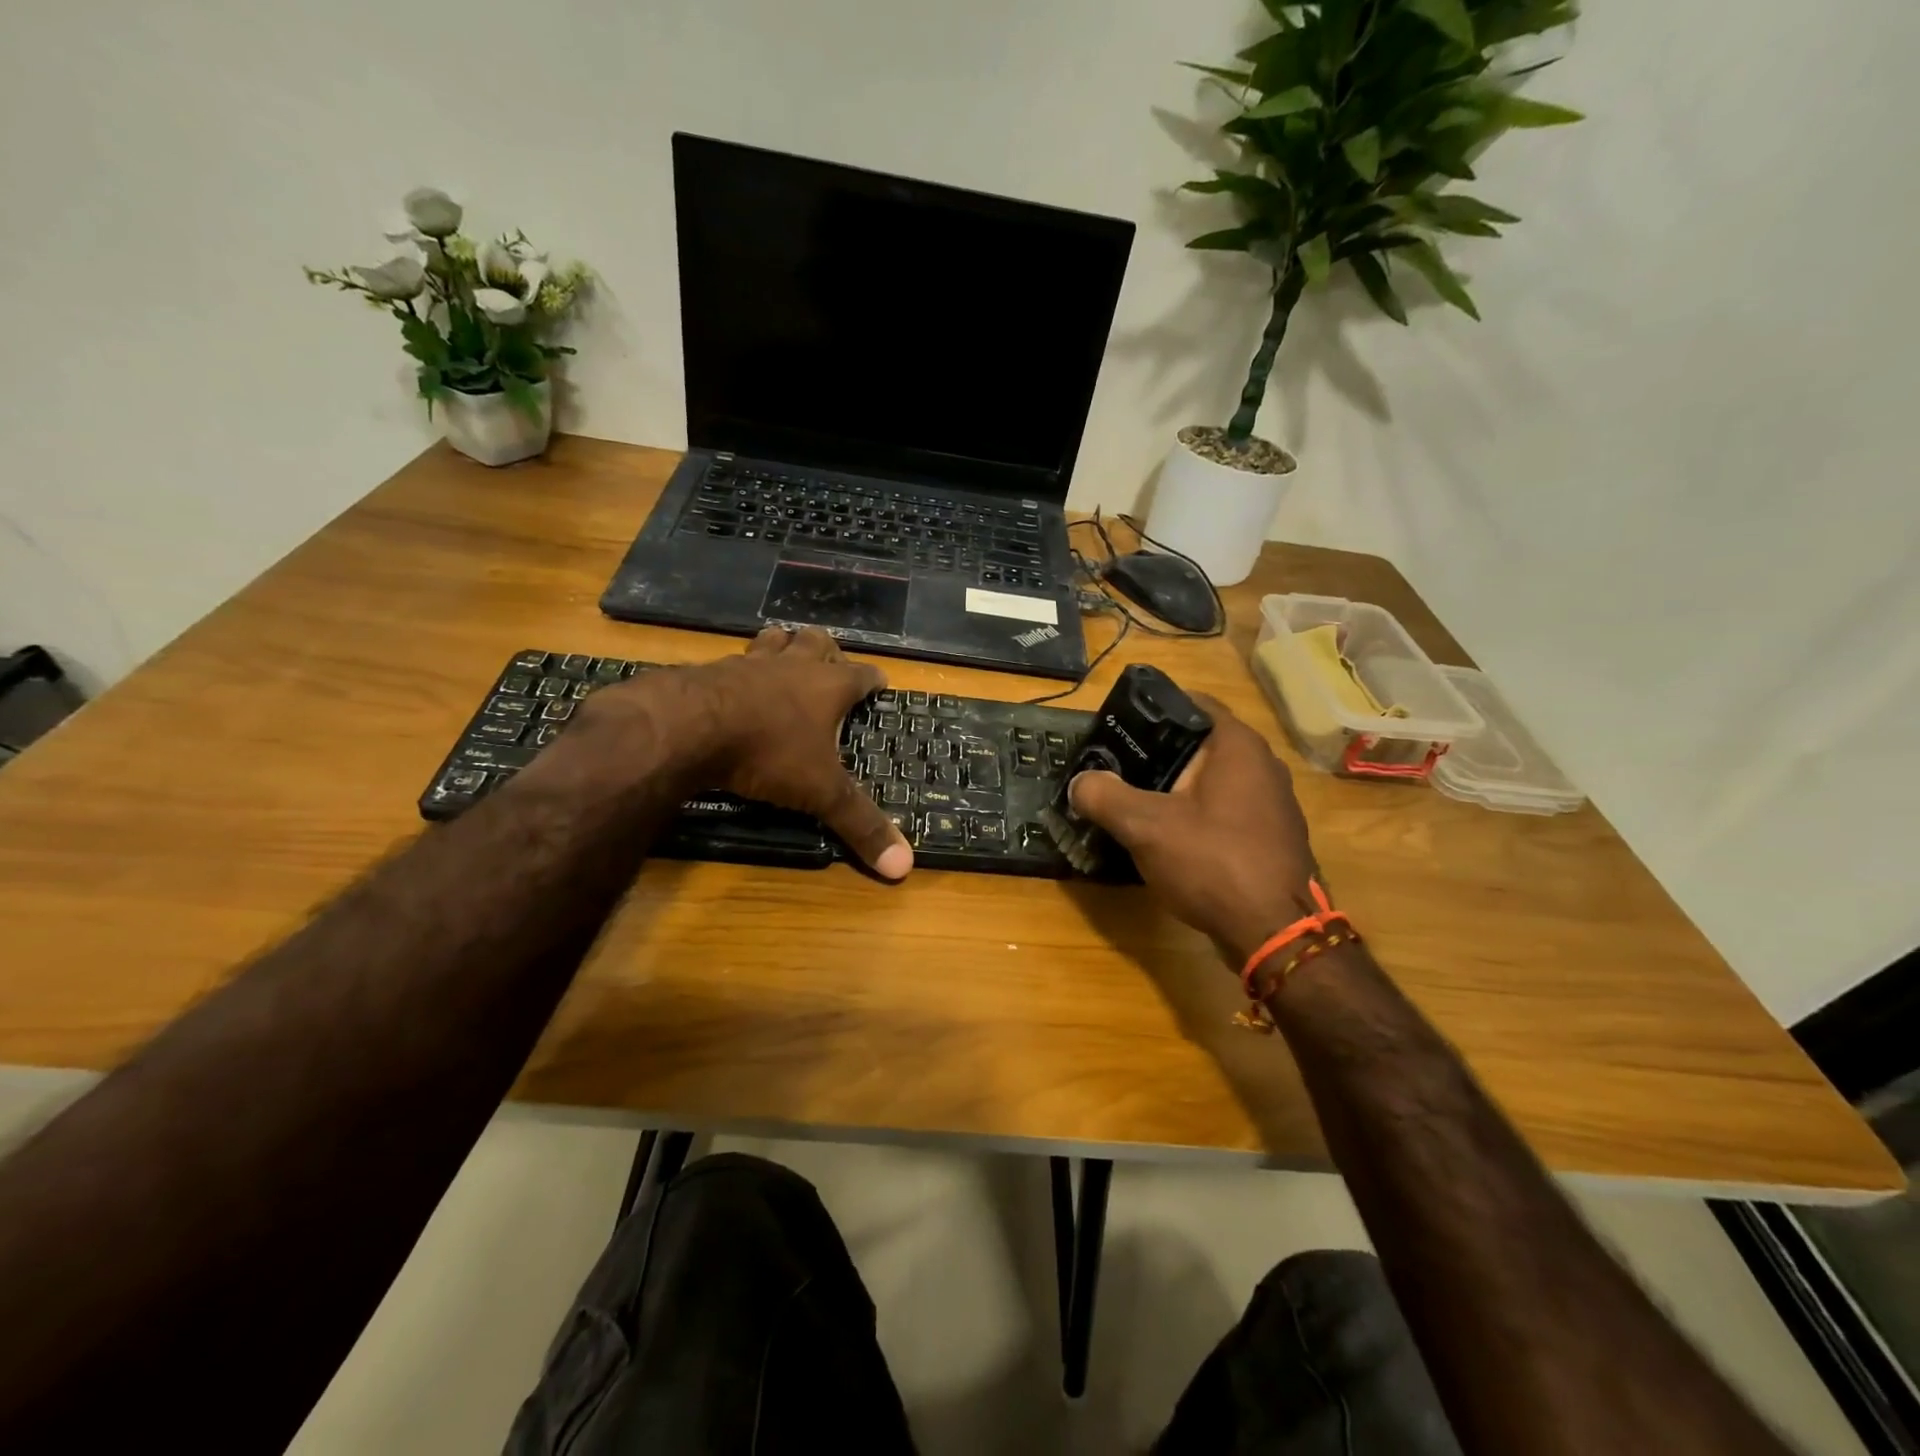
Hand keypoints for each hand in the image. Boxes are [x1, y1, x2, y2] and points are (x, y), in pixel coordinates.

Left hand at [573, 626, 911, 879]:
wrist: (689, 727)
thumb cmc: (768, 753)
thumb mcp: (820, 793)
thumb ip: (860, 825)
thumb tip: (905, 867)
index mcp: (828, 687)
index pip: (861, 675)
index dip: (873, 679)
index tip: (880, 682)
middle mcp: (792, 667)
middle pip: (816, 642)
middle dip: (827, 650)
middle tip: (831, 665)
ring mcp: (749, 664)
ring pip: (773, 641)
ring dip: (783, 647)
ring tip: (785, 658)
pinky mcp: (711, 671)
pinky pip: (733, 660)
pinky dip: (741, 669)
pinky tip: (734, 683)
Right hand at [1068, 698, 1318, 965]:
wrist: (1277, 934)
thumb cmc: (1213, 862)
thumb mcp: (1145, 827)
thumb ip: (1105, 796)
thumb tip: (1079, 783)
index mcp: (1237, 745)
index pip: (1191, 703)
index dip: (1151, 709)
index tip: (1117, 725)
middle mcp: (1262, 765)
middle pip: (1199, 744)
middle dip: (1157, 753)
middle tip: (1115, 766)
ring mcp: (1272, 803)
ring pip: (1212, 780)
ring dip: (1176, 787)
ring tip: (1134, 801)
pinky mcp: (1271, 836)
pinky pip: (1225, 810)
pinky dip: (1196, 814)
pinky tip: (1170, 837)